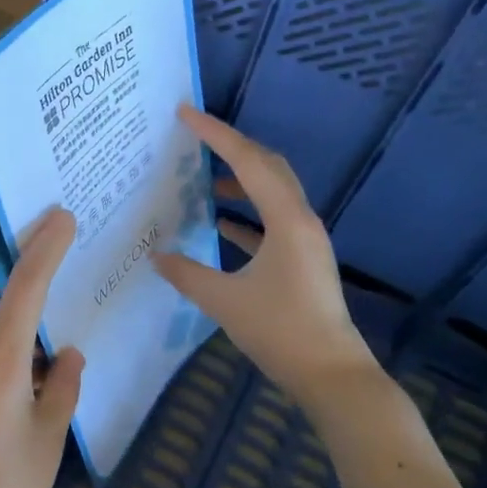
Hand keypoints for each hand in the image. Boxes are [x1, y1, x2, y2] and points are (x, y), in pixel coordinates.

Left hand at [0, 206, 84, 487]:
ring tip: (46, 381)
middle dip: (36, 313)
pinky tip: (19, 399)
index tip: (61, 218)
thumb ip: (63, 387)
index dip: (44, 250)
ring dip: (18, 349)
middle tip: (66, 318)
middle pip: (6, 317)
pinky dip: (1, 366)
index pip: (25, 291)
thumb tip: (69, 354)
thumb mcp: (49, 440)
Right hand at [153, 106, 377, 396]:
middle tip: (196, 137)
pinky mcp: (303, 260)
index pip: (247, 162)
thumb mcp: (223, 301)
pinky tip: (220, 223)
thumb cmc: (280, 331)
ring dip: (241, 179)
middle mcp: (301, 220)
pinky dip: (246, 215)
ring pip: (272, 192)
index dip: (215, 134)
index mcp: (286, 220)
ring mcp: (305, 240)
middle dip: (232, 147)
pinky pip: (272, 222)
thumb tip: (155, 255)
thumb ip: (186, 273)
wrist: (330, 374)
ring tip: (204, 179)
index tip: (185, 113)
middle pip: (268, 166)